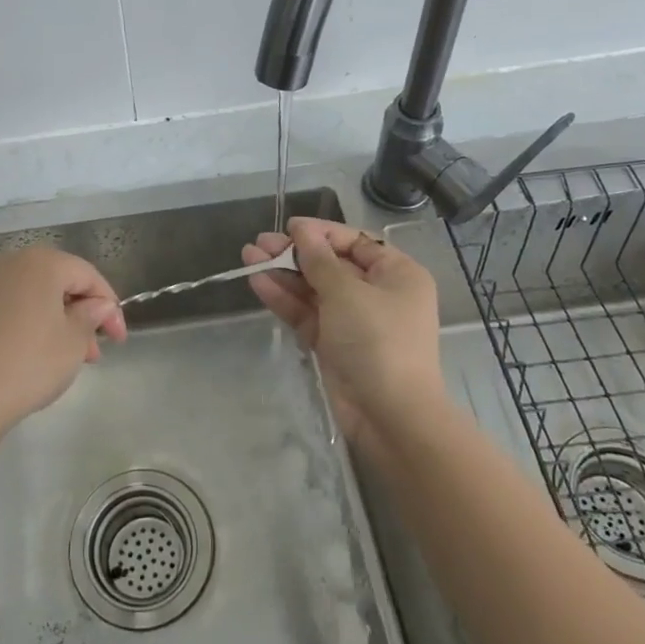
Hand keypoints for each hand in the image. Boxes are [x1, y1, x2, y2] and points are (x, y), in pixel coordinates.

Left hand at [0, 247, 126, 441]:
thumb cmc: (27, 363)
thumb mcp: (72, 343)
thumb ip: (91, 317)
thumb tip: (99, 305)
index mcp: (42, 263)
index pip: (87, 275)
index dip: (109, 305)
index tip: (119, 339)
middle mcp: (11, 264)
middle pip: (59, 282)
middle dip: (82, 314)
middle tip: (94, 352)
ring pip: (34, 297)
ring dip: (57, 322)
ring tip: (69, 359)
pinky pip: (11, 309)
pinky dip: (30, 325)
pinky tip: (35, 357)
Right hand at [242, 217, 446, 445]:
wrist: (390, 416)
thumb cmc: (377, 341)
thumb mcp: (347, 292)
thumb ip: (319, 260)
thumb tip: (301, 230)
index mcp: (396, 274)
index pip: (356, 242)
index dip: (321, 233)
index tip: (288, 227)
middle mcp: (377, 293)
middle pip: (331, 264)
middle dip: (295, 253)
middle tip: (260, 243)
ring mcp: (354, 321)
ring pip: (314, 289)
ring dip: (284, 273)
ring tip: (248, 256)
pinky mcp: (334, 344)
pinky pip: (308, 313)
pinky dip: (285, 299)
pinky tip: (258, 282)